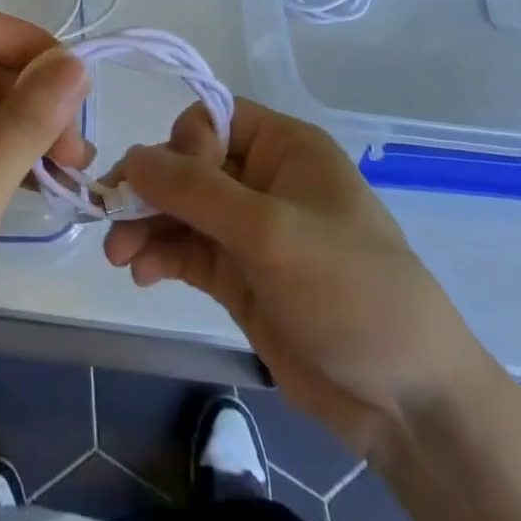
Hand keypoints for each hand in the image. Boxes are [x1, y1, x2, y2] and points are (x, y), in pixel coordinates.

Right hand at [105, 98, 481, 452]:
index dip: (183, 142)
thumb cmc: (349, 290)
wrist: (407, 402)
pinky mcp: (240, 276)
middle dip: (150, 189)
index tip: (169, 182)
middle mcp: (263, 180)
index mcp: (284, 147)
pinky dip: (160, 256)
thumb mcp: (271, 232)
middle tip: (113, 218)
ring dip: (146, 225)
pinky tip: (141, 275)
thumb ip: (196, 191)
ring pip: (181, 210)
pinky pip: (187, 250)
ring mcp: (250, 231)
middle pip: (188, 164)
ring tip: (119, 256)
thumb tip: (131, 156)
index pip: (213, 117)